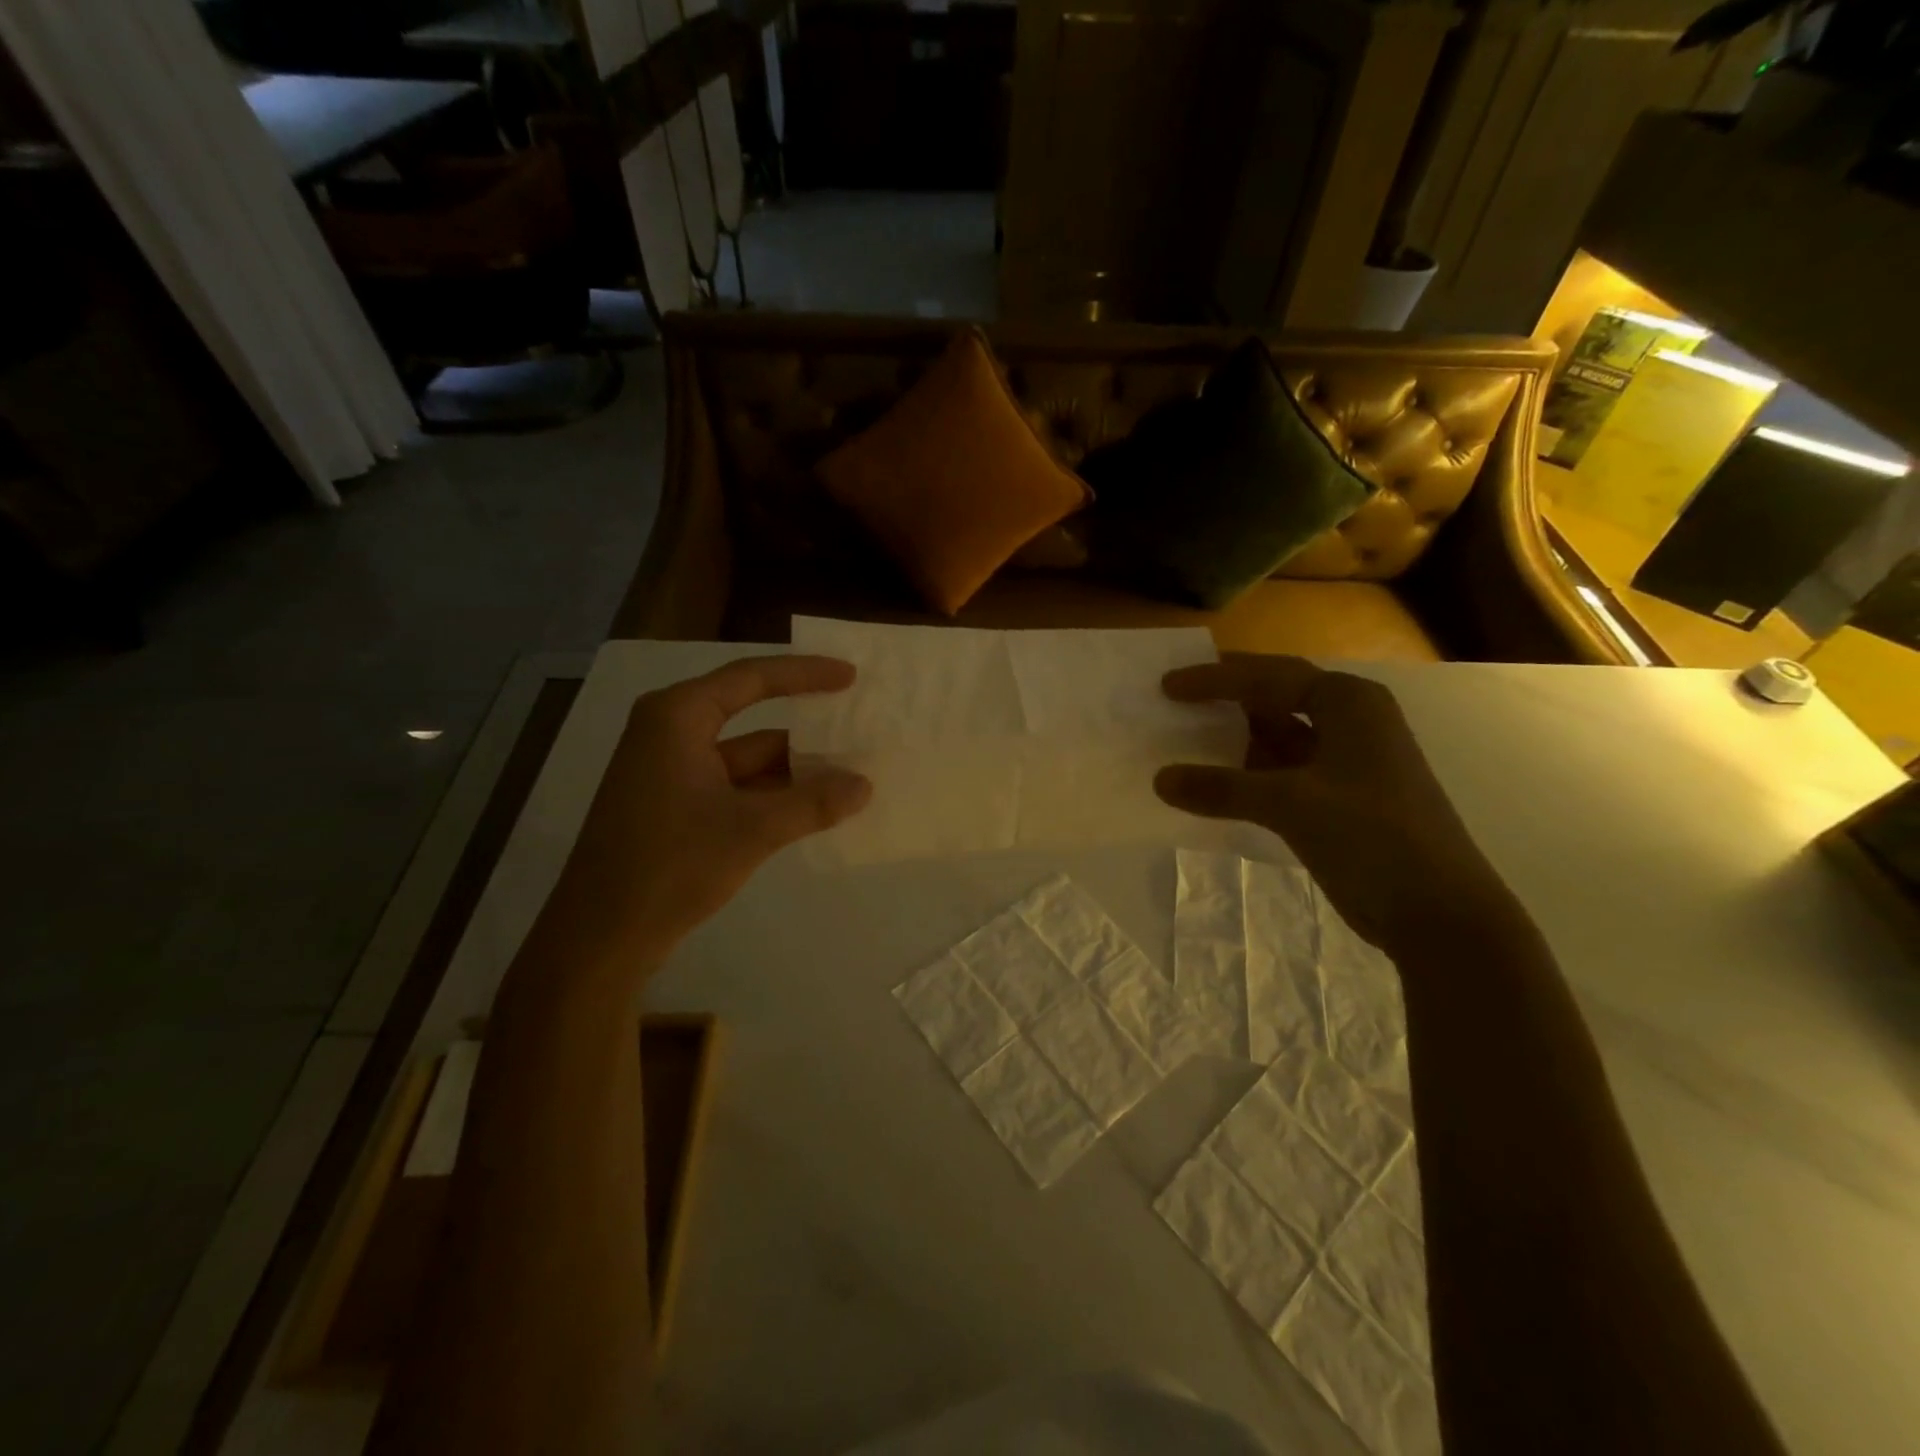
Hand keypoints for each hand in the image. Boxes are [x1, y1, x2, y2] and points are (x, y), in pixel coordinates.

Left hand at [559, 655, 871, 962]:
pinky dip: (773, 794)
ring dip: (794, 769)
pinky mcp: (674, 805)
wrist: (600, 937)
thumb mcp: (751, 831)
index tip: (850, 676)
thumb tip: (865, 785)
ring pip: (746, 758)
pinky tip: (813, 807)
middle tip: (859, 729)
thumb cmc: (670, 866)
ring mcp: (670, 771)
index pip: (751, 679)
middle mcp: (671, 733)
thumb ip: (812, 804)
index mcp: (678, 717)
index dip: (805, 673)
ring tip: (850, 775)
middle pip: (751, 717)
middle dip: (805, 731)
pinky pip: (735, 785)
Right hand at [1154, 655, 1514, 956]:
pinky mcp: (1337, 799)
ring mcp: (1345, 763)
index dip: (1214, 679)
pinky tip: (1213, 784)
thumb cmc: (1373, 836)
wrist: (1438, 912)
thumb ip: (1222, 788)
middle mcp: (1350, 722)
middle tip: (1175, 700)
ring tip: (1182, 740)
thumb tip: (1159, 780)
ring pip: (1277, 737)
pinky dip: (1246, 775)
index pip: (1269, 676)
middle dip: (1225, 699)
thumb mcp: (1291, 804)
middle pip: (1274, 698)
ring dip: (1233, 740)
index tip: (1167, 686)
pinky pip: (1280, 773)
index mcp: (1349, 703)